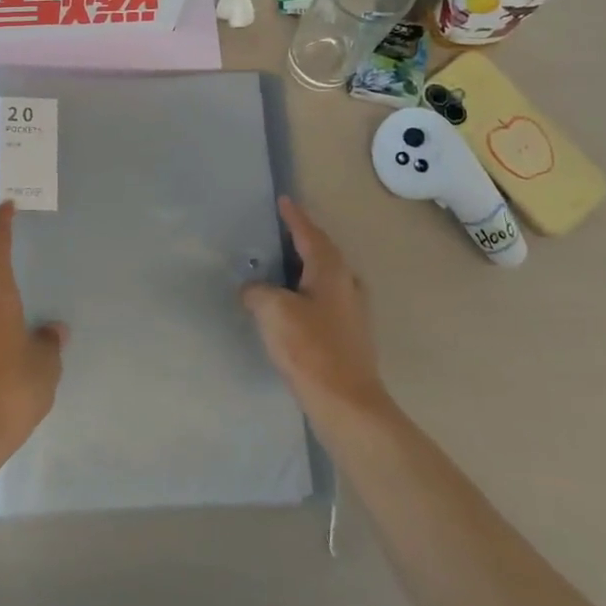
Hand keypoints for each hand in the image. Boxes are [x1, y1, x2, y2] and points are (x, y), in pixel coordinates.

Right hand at [241, 197, 388, 420]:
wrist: (347, 404)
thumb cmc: (310, 349)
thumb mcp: (273, 312)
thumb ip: (258, 292)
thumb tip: (253, 290)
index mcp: (331, 270)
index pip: (309, 233)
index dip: (294, 217)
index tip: (284, 201)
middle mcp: (347, 284)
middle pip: (323, 252)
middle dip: (303, 239)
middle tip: (280, 231)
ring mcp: (353, 311)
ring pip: (326, 277)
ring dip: (305, 267)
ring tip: (282, 266)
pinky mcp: (350, 335)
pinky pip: (325, 299)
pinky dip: (307, 292)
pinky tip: (293, 305)